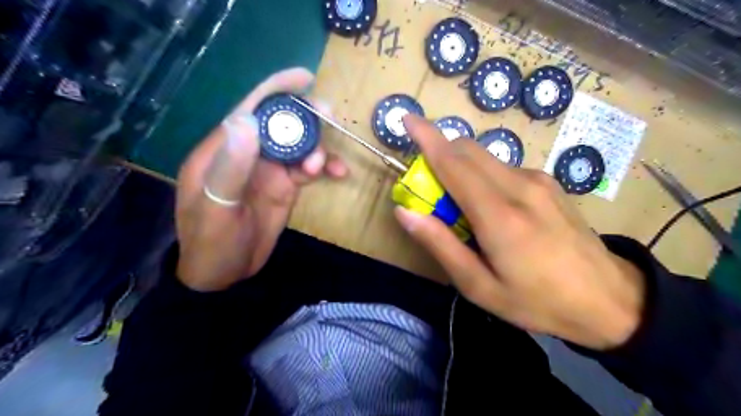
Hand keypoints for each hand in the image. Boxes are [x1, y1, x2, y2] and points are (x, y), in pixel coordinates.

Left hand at [176, 69, 346, 290]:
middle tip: (330, 117)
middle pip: (281, 124)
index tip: (305, 78)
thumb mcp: (216, 207)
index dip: (276, 90)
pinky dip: (324, 167)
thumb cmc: (211, 243)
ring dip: (318, 148)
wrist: (225, 275)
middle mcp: (249, 154)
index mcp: (224, 150)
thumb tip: (247, 120)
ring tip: (327, 164)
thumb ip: (231, 166)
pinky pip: (308, 169)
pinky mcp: (285, 186)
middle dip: (305, 118)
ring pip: (299, 146)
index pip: (250, 110)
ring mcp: (269, 170)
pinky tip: (338, 173)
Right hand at [392, 113, 642, 350]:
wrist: (609, 299)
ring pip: (485, 157)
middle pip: (468, 150)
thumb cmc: (537, 301)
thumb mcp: (478, 286)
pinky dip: (483, 176)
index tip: (407, 118)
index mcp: (499, 216)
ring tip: (462, 208)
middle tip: (429, 187)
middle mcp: (520, 187)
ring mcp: (539, 181)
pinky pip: (503, 168)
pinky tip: (492, 209)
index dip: (427, 138)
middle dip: (440, 154)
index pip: (453, 163)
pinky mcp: (549, 183)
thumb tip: (405, 212)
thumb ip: (440, 245)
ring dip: (461, 167)